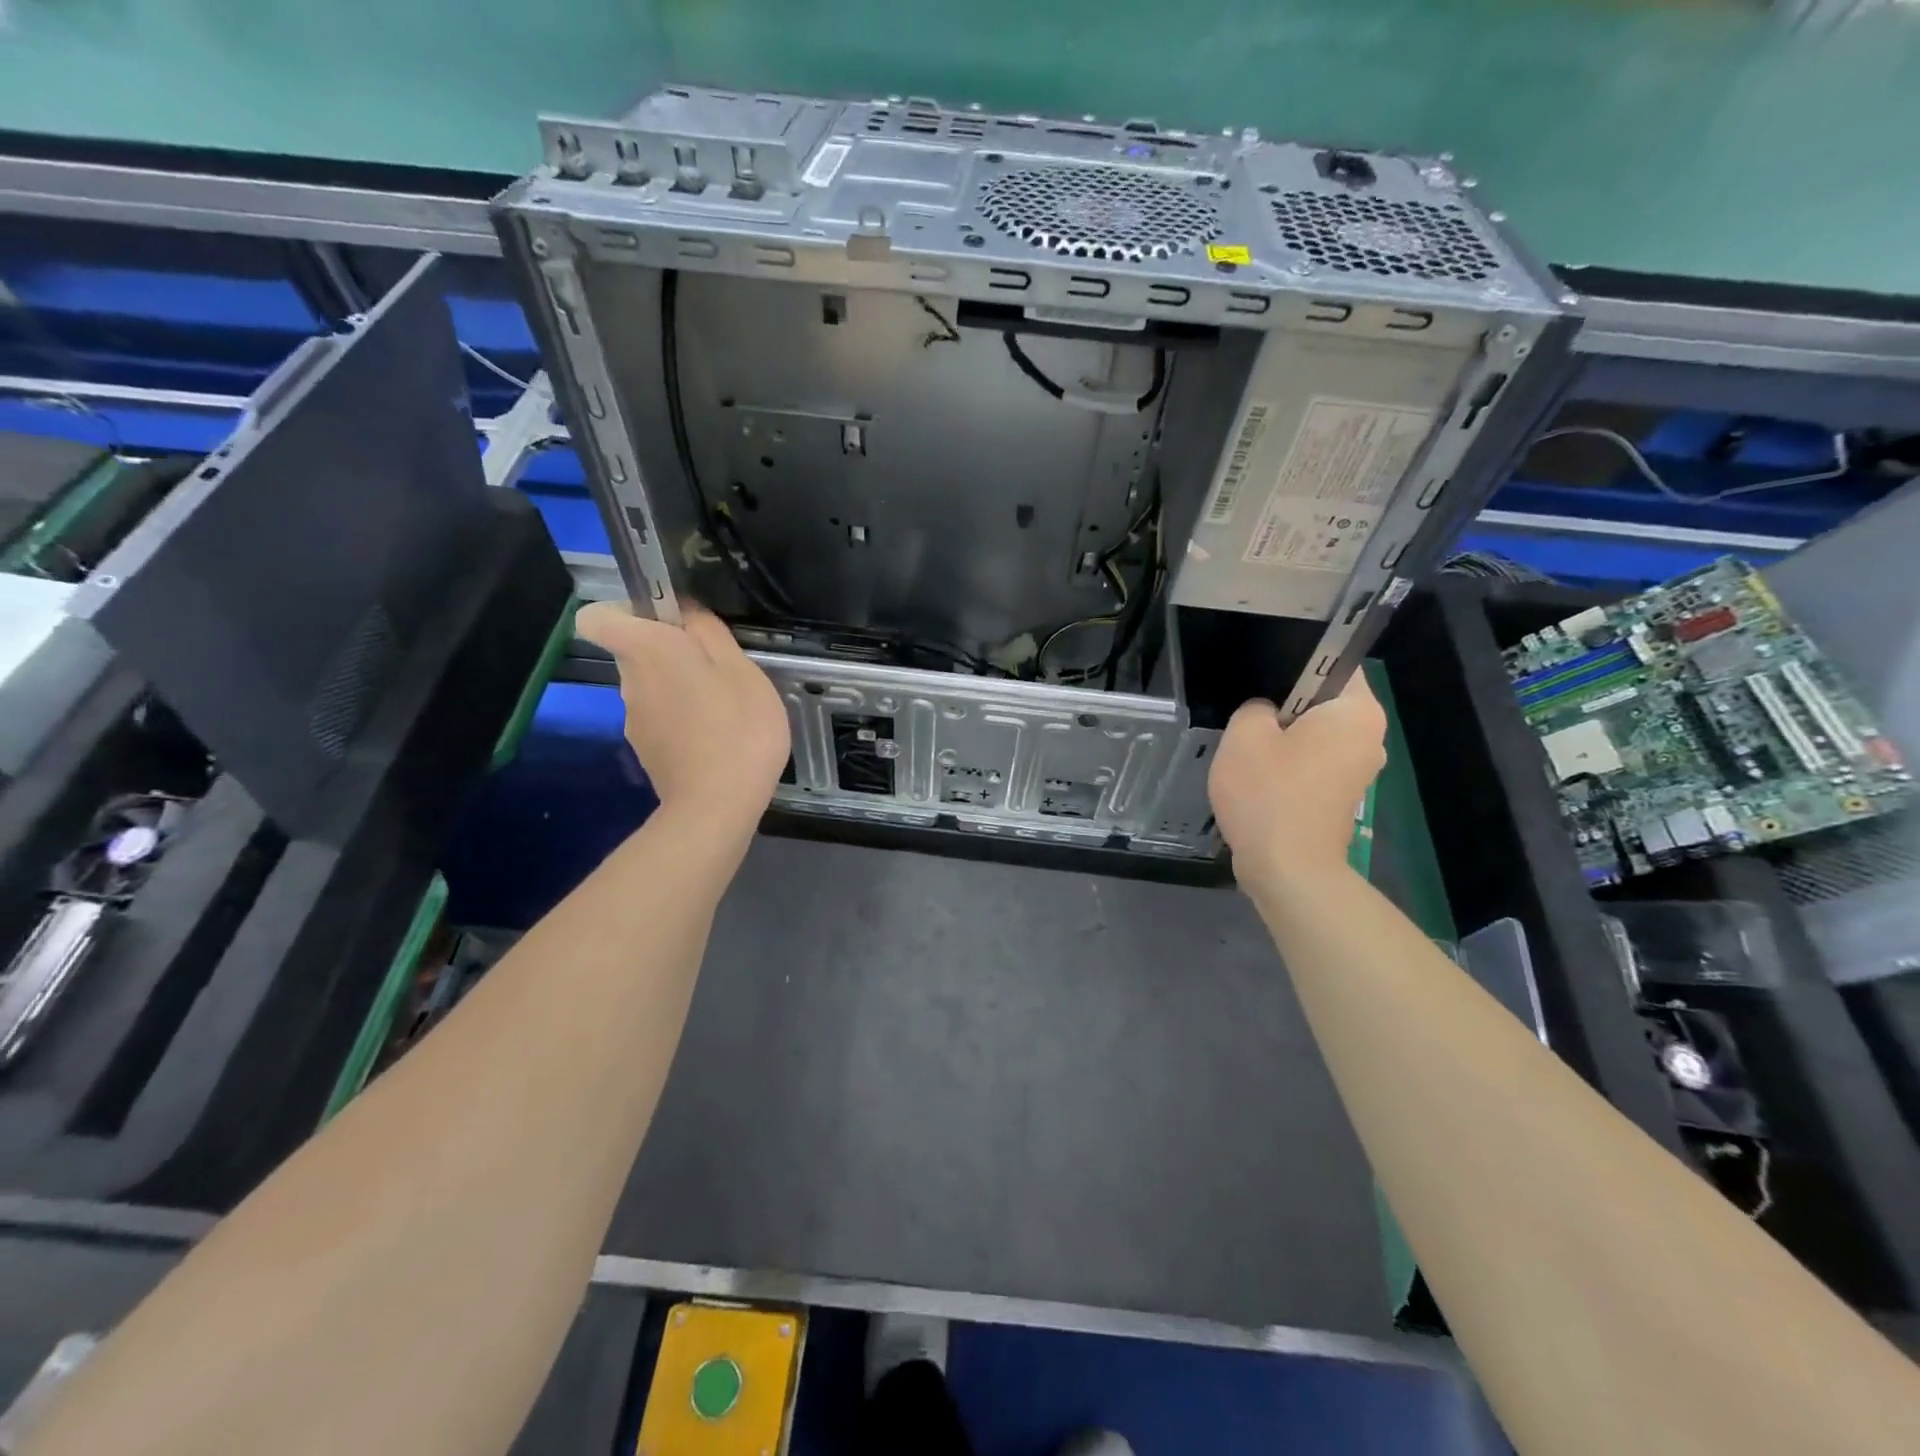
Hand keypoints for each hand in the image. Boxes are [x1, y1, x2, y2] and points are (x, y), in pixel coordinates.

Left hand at [575, 601, 790, 826]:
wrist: (717, 806)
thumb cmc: (737, 729)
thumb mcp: (741, 669)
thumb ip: (709, 632)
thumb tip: (685, 612)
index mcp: (647, 651)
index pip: (597, 617)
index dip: (627, 611)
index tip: (669, 621)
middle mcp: (629, 680)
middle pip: (637, 650)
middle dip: (671, 651)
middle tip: (720, 668)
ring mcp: (633, 719)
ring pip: (652, 685)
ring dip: (681, 687)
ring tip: (725, 707)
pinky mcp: (646, 749)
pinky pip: (661, 718)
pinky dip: (683, 719)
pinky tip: (717, 738)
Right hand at [1208, 673, 1385, 885]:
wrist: (1288, 869)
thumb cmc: (1269, 794)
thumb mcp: (1244, 735)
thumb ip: (1254, 707)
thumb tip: (1267, 713)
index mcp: (1357, 712)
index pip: (1334, 663)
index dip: (1295, 663)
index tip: (1262, 678)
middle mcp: (1370, 737)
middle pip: (1323, 703)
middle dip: (1286, 706)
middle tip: (1248, 716)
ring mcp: (1360, 770)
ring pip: (1316, 736)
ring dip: (1285, 740)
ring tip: (1249, 750)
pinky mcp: (1343, 797)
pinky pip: (1314, 764)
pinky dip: (1290, 767)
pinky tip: (1261, 779)